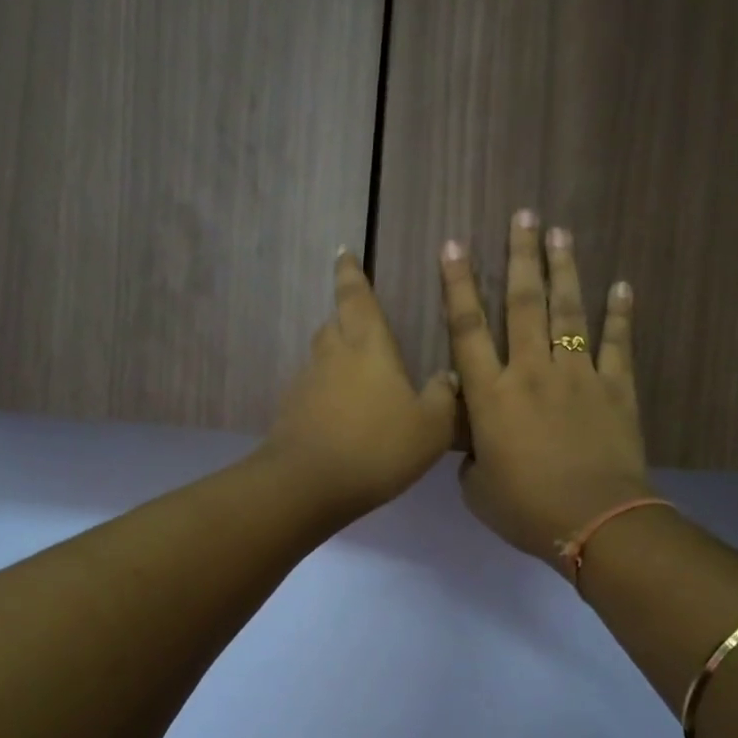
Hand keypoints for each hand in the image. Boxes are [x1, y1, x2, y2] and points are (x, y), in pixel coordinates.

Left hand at [263, 249, 458, 520]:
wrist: (308, 484)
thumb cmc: (377, 446)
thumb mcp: (431, 427)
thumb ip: (443, 398)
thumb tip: (446, 378)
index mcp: (367, 346)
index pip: (356, 296)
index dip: (350, 273)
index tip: (343, 253)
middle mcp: (333, 355)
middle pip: (335, 323)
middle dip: (346, 316)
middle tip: (362, 322)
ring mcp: (307, 383)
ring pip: (322, 357)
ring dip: (337, 358)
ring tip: (359, 375)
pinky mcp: (292, 412)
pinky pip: (313, 390)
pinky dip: (327, 392)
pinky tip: (343, 415)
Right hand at [439, 213, 651, 563]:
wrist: (594, 520)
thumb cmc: (526, 508)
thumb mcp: (477, 490)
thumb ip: (471, 459)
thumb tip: (477, 447)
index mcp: (491, 396)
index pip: (467, 329)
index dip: (458, 285)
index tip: (455, 245)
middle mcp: (531, 372)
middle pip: (523, 304)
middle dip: (521, 256)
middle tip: (524, 215)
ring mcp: (577, 376)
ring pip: (568, 312)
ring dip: (564, 270)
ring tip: (561, 233)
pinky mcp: (615, 388)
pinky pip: (617, 343)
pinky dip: (620, 314)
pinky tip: (622, 285)